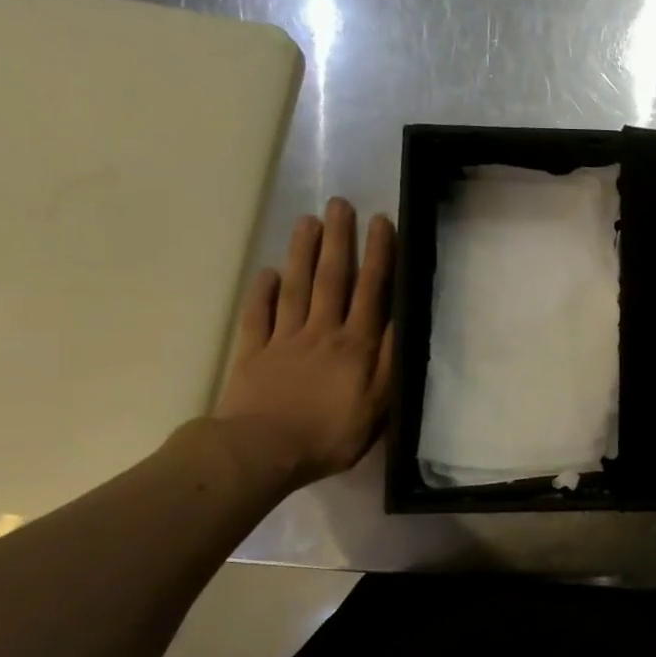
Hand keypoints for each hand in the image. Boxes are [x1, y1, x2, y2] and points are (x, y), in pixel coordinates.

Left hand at [212, 198, 396, 489]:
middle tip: (339, 204)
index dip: (378, 255)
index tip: (381, 222)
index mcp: (355, 345)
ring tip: (307, 221)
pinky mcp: (253, 353)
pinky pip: (258, 315)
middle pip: (331, 278)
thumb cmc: (329, 435)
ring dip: (302, 253)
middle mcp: (322, 332)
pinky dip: (262, 292)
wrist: (260, 452)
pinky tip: (266, 273)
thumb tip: (402, 322)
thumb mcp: (377, 406)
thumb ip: (389, 363)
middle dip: (338, 239)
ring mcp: (284, 339)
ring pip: (295, 288)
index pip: (371, 291)